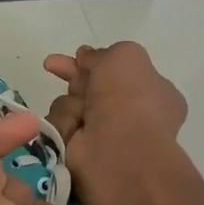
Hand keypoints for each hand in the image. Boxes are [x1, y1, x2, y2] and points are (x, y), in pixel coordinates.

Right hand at [44, 42, 187, 198]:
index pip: (119, 72)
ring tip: (80, 114)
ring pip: (70, 104)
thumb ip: (105, 53)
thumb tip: (86, 57)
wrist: (119, 148)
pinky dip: (64, 124)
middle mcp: (128, 114)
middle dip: (71, 75)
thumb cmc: (130, 99)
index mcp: (151, 92)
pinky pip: (60, 126)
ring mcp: (103, 135)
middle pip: (90, 86)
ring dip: (70, 104)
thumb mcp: (125, 56)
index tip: (79, 54)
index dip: (97, 61)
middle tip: (52, 64)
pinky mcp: (78, 151)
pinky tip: (73, 131)